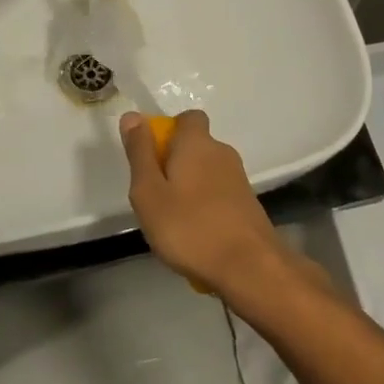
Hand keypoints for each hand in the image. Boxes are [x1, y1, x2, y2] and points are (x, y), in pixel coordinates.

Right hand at [121, 110, 293, 301]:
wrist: (250, 268)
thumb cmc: (190, 227)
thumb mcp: (149, 192)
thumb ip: (140, 153)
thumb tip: (132, 116)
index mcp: (197, 143)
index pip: (188, 118)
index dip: (169, 130)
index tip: (152, 157)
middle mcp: (222, 153)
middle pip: (196, 147)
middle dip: (175, 163)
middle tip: (156, 196)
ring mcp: (239, 179)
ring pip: (207, 172)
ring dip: (190, 188)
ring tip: (174, 221)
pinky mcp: (248, 204)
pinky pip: (219, 195)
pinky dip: (206, 207)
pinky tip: (197, 235)